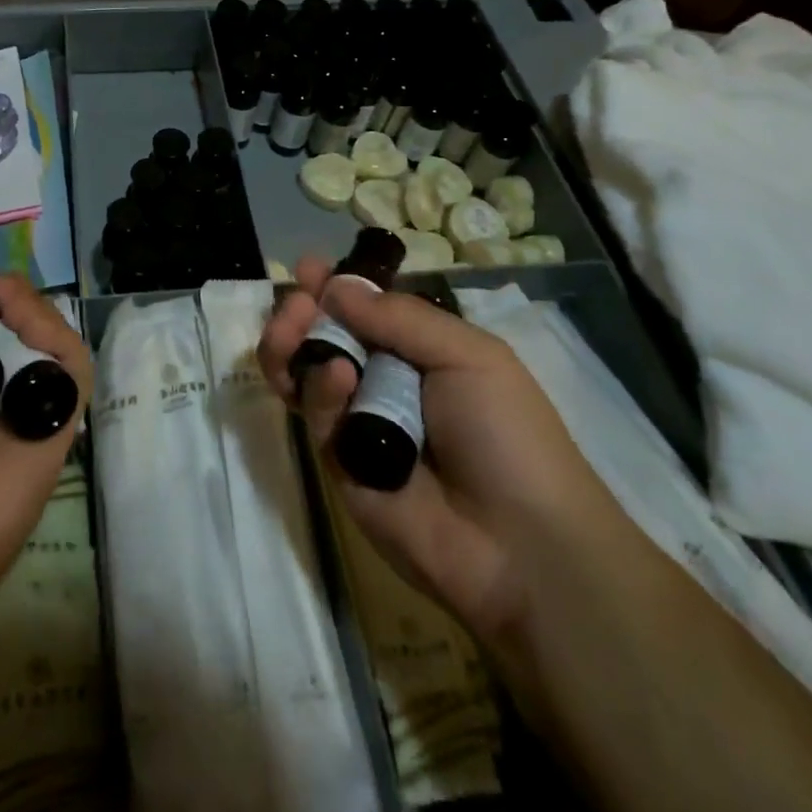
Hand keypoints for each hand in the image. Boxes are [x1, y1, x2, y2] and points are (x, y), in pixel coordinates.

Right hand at [258, 257, 623, 676]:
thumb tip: (335, 285)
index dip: (334, 288)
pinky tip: (338, 378)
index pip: (363, 310)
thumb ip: (398, 317)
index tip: (306, 267)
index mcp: (417, 352)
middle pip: (324, 337)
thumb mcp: (468, 355)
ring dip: (292, 342)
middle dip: (301, 312)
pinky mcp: (338, 462)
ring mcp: (357, 422)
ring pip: (305, 373)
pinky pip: (317, 414)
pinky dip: (320, 390)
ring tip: (292, 325)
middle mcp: (381, 381)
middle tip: (295, 301)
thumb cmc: (507, 433)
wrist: (519, 544)